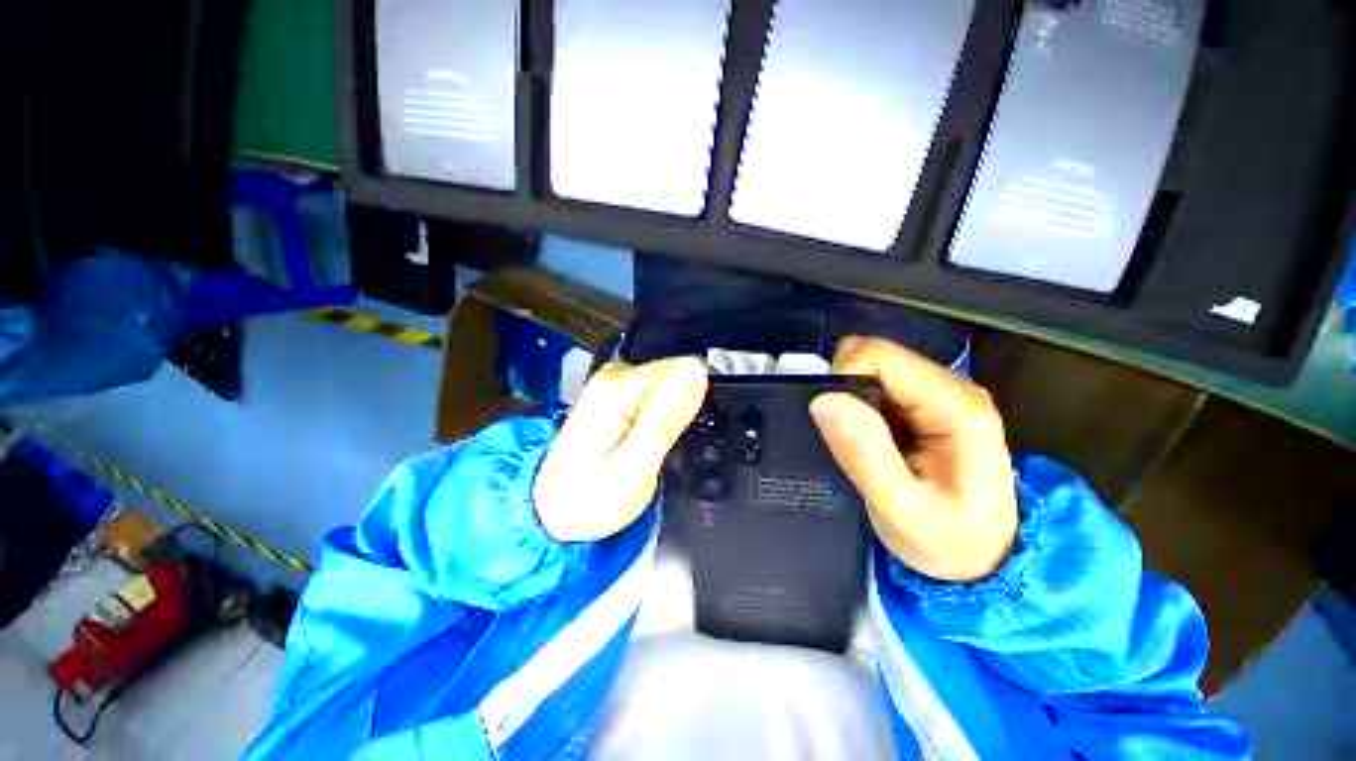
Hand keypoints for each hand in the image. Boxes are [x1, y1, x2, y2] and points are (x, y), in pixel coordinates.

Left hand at [535, 358, 707, 542]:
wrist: (552, 511)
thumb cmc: (591, 499)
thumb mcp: (636, 466)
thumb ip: (667, 416)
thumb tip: (696, 369)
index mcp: (617, 388)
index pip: (679, 369)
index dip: (691, 400)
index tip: (680, 432)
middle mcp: (613, 377)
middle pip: (672, 375)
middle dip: (680, 407)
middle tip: (662, 447)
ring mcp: (613, 385)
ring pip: (667, 385)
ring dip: (671, 414)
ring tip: (653, 447)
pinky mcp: (616, 395)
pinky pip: (656, 394)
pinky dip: (661, 415)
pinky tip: (648, 438)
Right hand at [810, 337, 1017, 582]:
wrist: (983, 561)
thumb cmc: (947, 542)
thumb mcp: (901, 510)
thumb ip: (864, 455)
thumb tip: (823, 400)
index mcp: (954, 404)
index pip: (877, 356)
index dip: (841, 379)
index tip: (831, 423)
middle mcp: (949, 386)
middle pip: (873, 356)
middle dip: (844, 390)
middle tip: (843, 438)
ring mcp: (938, 393)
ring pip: (870, 369)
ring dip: (850, 400)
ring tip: (856, 444)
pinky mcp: (924, 405)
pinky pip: (875, 387)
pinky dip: (858, 407)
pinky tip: (866, 440)